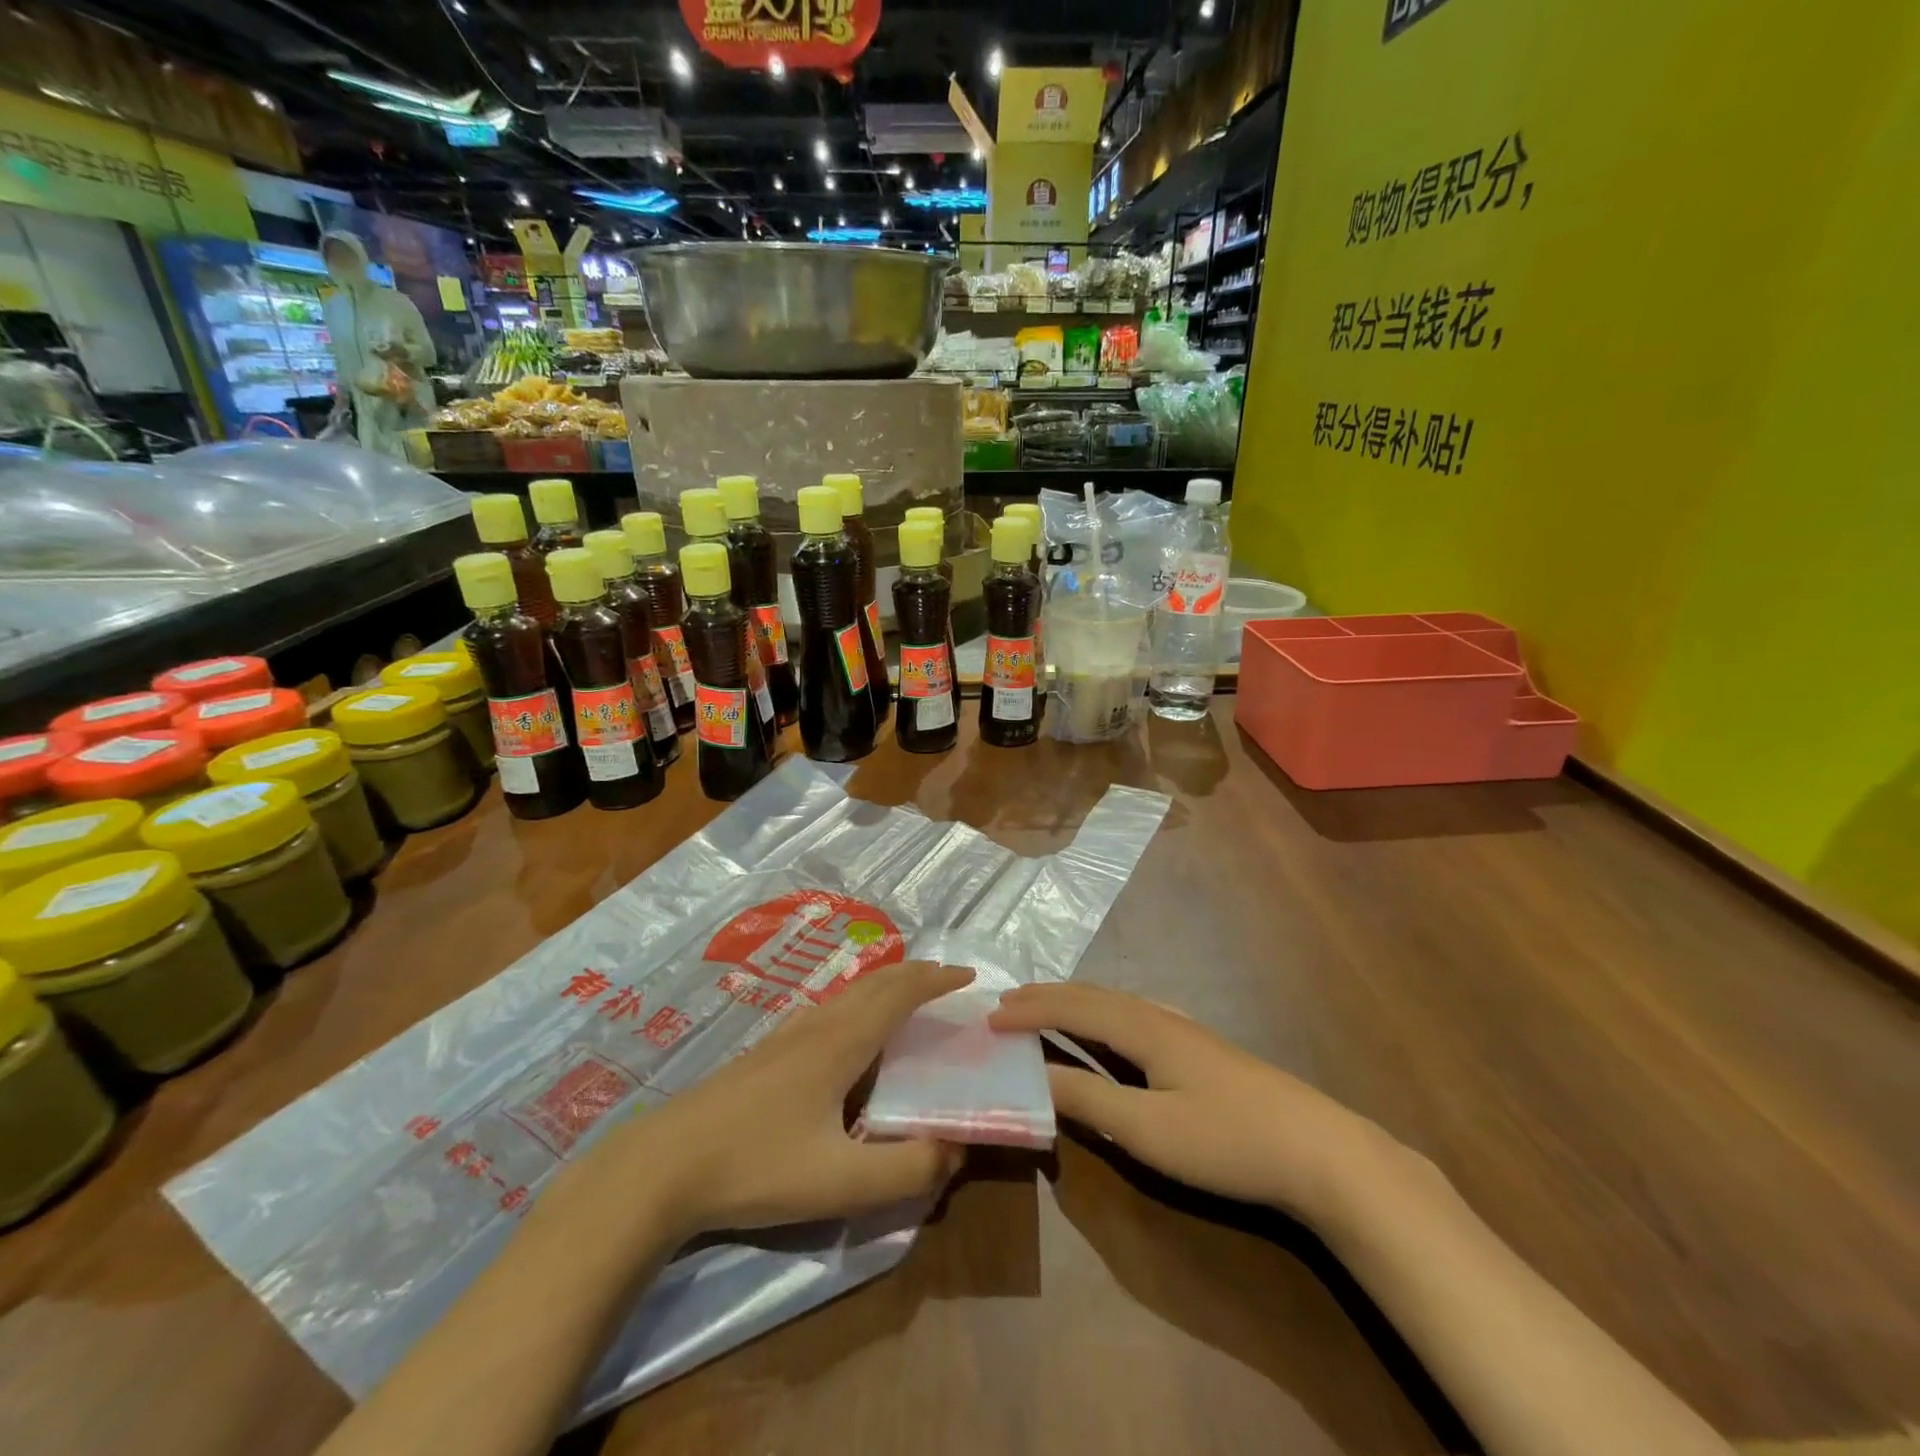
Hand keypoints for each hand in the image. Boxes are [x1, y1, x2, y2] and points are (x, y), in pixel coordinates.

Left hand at [638, 960, 972, 1237]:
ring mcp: (786, 1036)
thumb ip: (906, 1170)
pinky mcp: (764, 1053)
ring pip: (847, 992)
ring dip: (885, 984)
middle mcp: (817, 1026)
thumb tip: (958, 1148)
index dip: (936, 981)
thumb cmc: (756, 1166)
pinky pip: (827, 1008)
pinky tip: (845, 1027)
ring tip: (905, 994)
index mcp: (841, 1043)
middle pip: (874, 983)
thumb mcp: (840, 1181)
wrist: (663, 1165)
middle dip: (915, 974)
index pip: (899, 995)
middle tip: (946, 978)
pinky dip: (857, 1000)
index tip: (969, 976)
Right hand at [990, 982, 1382, 1218]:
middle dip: (1046, 997)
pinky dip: (1101, 1017)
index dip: (1029, 1011)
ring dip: (1074, 1004)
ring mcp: (1185, 1031)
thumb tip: (1034, 1074)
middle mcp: (1160, 1016)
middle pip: (1093, 995)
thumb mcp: (1148, 1129)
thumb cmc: (1227, 1139)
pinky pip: (1133, 1017)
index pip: (1072, 1007)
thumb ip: (1088, 1098)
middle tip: (1006, 1004)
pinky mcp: (1201, 1050)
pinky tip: (1110, 1031)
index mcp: (1143, 1027)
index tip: (988, 1019)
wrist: (1321, 1151)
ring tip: (1045, 1010)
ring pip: (1115, 1003)